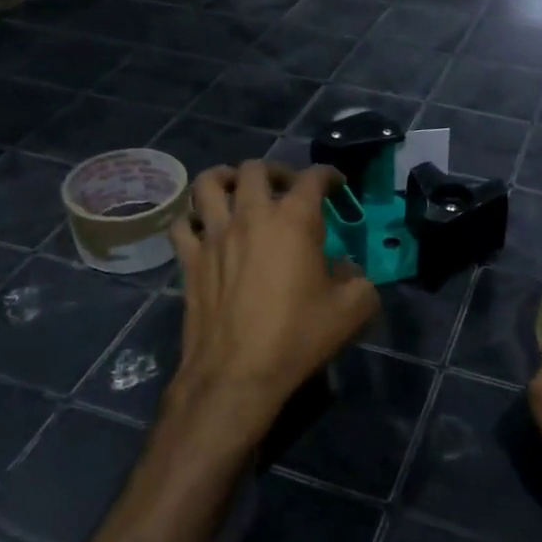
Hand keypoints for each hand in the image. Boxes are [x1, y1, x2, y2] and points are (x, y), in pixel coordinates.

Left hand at [166, 161, 377, 437]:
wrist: (238, 372)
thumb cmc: (298, 337)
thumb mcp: (353, 309)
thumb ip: (359, 279)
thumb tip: (345, 270)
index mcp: (294, 220)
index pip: (312, 179)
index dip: (328, 175)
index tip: (336, 185)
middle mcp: (250, 216)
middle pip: (255, 169)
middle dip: (276, 171)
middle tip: (287, 188)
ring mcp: (214, 236)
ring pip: (208, 183)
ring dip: (225, 178)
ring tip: (236, 189)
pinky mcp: (189, 260)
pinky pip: (182, 224)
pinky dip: (193, 217)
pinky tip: (205, 228)